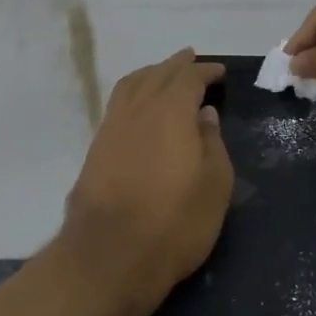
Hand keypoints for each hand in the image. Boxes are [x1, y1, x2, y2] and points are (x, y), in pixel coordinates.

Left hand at [56, 49, 232, 315]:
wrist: (110, 256)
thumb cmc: (175, 222)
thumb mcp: (214, 185)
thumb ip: (212, 143)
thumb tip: (204, 113)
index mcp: (171, 112)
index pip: (189, 79)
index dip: (205, 72)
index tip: (219, 72)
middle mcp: (138, 110)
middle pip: (157, 75)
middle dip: (176, 65)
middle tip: (191, 59)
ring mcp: (112, 128)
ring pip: (131, 86)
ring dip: (150, 74)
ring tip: (163, 74)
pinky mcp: (96, 149)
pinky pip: (117, 104)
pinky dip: (133, 92)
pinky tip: (138, 105)